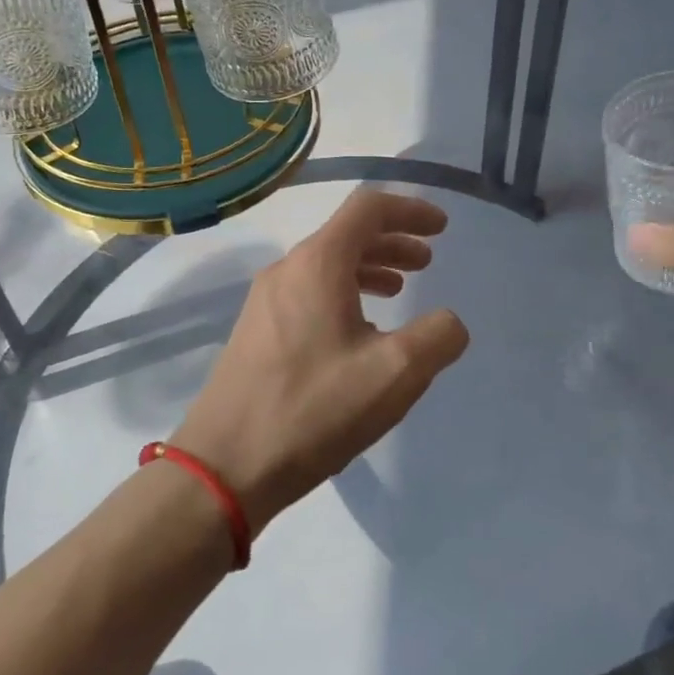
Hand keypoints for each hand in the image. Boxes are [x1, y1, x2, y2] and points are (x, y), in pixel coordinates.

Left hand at [171, 190, 469, 533]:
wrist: (224, 466)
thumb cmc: (313, 409)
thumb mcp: (394, 374)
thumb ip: (437, 338)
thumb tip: (449, 322)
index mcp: (318, 264)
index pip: (368, 208)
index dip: (410, 210)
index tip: (442, 228)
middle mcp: (287, 270)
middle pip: (347, 234)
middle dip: (393, 241)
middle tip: (427, 262)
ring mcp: (265, 300)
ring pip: (327, 265)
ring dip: (369, 268)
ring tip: (399, 291)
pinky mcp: (256, 330)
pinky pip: (309, 291)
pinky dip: (344, 293)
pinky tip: (359, 330)